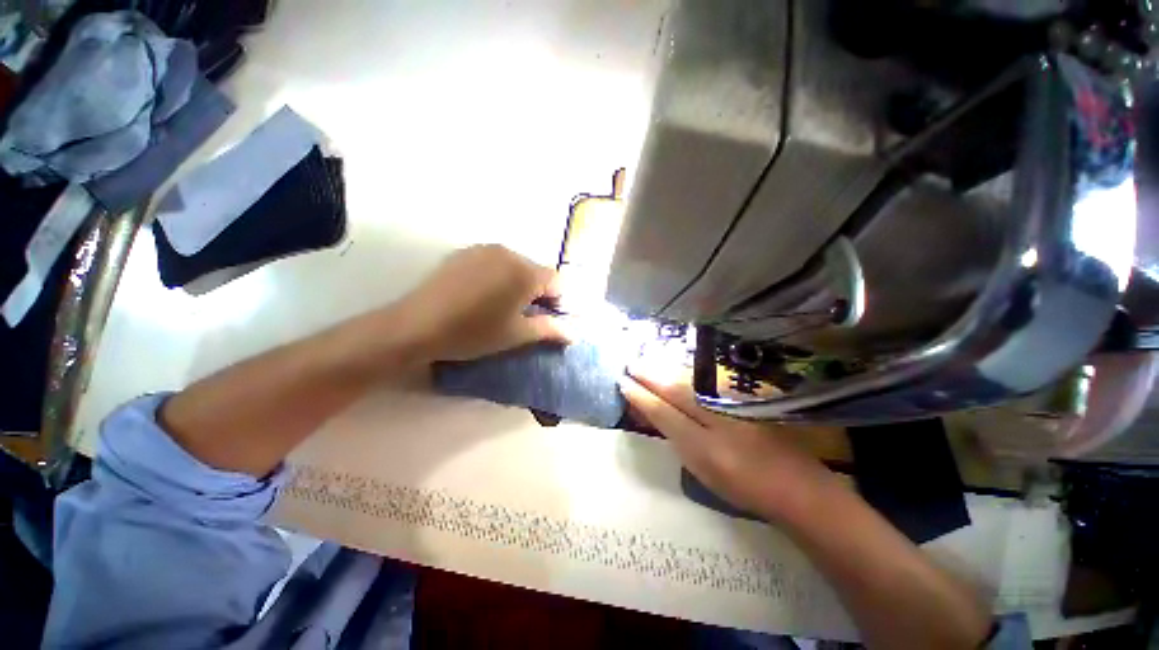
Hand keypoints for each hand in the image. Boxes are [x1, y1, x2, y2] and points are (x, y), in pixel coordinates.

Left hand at [396, 245, 569, 361]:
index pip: (557, 282)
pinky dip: (497, 277)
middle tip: (524, 316)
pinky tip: (481, 296)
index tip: (546, 320)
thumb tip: (574, 334)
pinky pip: (493, 262)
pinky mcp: (464, 252)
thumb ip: (550, 329)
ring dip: (517, 284)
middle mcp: (509, 253)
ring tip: (501, 306)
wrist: (417, 325)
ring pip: (515, 266)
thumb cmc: (475, 332)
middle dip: (537, 293)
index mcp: (525, 272)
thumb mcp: (517, 335)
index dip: (557, 302)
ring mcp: (484, 250)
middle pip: (536, 272)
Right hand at [620, 359, 838, 520]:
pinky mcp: (741, 398)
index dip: (641, 396)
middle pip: (675, 388)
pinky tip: (676, 368)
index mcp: (703, 442)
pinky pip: (705, 382)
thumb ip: (678, 439)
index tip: (623, 382)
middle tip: (631, 362)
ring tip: (647, 360)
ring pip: (690, 381)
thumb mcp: (703, 469)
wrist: (795, 484)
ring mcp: (730, 403)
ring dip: (666, 369)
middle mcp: (715, 415)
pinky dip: (685, 374)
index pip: (663, 411)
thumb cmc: (743, 484)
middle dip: (650, 374)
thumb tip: (656, 414)